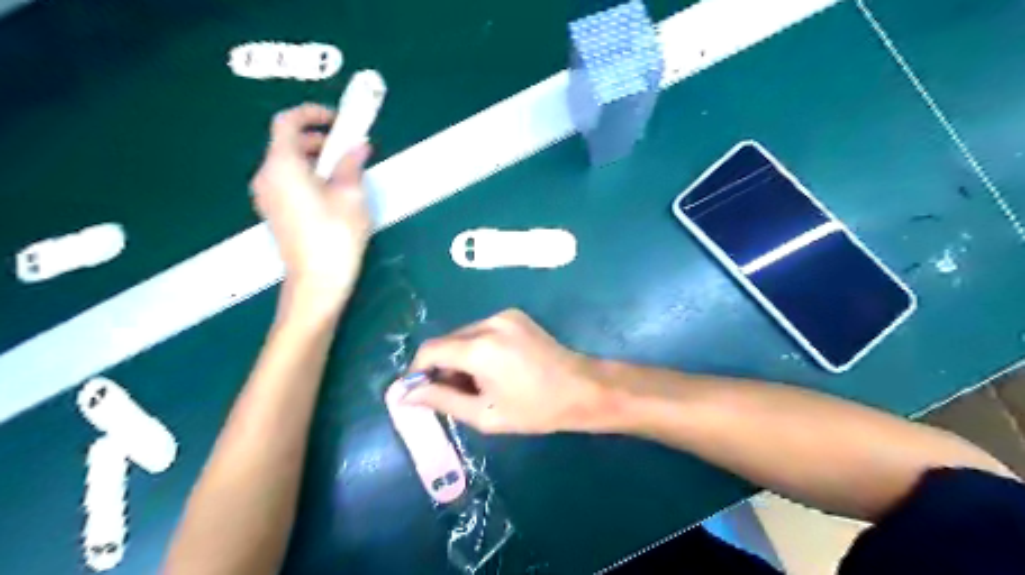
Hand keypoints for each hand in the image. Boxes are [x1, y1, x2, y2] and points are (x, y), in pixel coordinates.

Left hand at [251, 106, 371, 306]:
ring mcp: (266, 196)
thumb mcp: (351, 196)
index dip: (312, 114)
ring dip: (314, 158)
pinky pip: (286, 180)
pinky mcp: (273, 211)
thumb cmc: (335, 236)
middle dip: (318, 138)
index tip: (338, 120)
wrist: (317, 281)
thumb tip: (358, 144)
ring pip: (287, 162)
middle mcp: (266, 176)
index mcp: (283, 166)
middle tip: (349, 147)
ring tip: (345, 171)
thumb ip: (351, 164)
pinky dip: (306, 174)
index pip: (288, 122)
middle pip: (286, 142)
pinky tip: (330, 191)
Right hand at [401, 307, 605, 432]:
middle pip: (447, 341)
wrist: (581, 389)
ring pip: (464, 335)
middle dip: (441, 366)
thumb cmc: (534, 409)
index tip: (419, 391)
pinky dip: (476, 347)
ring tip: (476, 383)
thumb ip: (442, 400)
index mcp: (480, 348)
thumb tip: (406, 395)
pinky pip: (482, 330)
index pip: (430, 350)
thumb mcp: (485, 414)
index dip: (418, 370)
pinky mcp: (514, 315)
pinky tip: (492, 368)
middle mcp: (489, 323)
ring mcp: (504, 315)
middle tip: (452, 394)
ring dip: (459, 357)